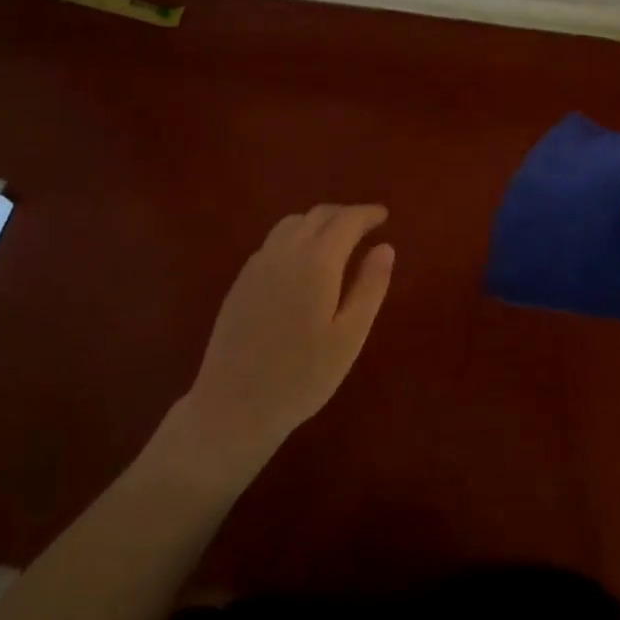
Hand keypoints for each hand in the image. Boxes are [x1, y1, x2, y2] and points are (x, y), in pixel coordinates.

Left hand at [178, 205, 394, 473]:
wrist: (234, 405)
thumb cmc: (302, 376)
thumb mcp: (350, 336)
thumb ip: (370, 287)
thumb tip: (385, 247)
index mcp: (316, 262)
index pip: (346, 221)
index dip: (367, 214)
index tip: (384, 215)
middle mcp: (285, 252)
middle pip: (317, 215)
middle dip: (344, 214)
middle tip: (366, 225)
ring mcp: (257, 265)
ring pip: (291, 224)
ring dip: (318, 222)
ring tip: (336, 238)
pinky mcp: (241, 281)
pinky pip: (273, 242)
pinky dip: (296, 236)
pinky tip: (303, 261)